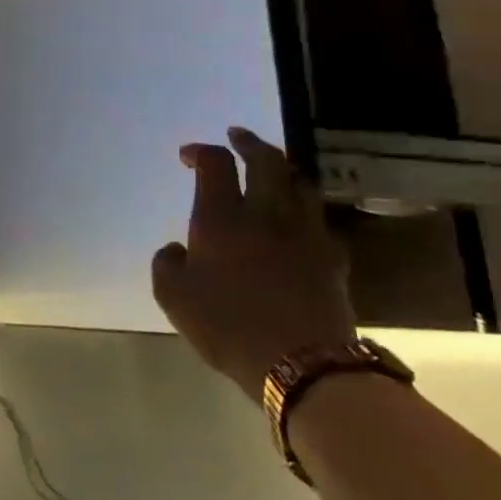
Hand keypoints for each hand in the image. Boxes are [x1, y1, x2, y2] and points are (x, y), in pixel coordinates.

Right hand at [151, 126, 354, 400]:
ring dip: (282, 170)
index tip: (189, 155)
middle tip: (238, 136)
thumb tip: (177, 248)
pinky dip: (304, 211)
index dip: (201, 151)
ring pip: (300, 183)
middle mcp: (266, 213)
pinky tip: (297, 223)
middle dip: (249, 142)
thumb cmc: (227, 325)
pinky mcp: (333, 257)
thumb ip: (167, 263)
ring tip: (271, 172)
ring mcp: (304, 232)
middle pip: (265, 159)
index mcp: (222, 217)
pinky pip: (318, 220)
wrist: (302, 363)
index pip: (215, 163)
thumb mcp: (173, 297)